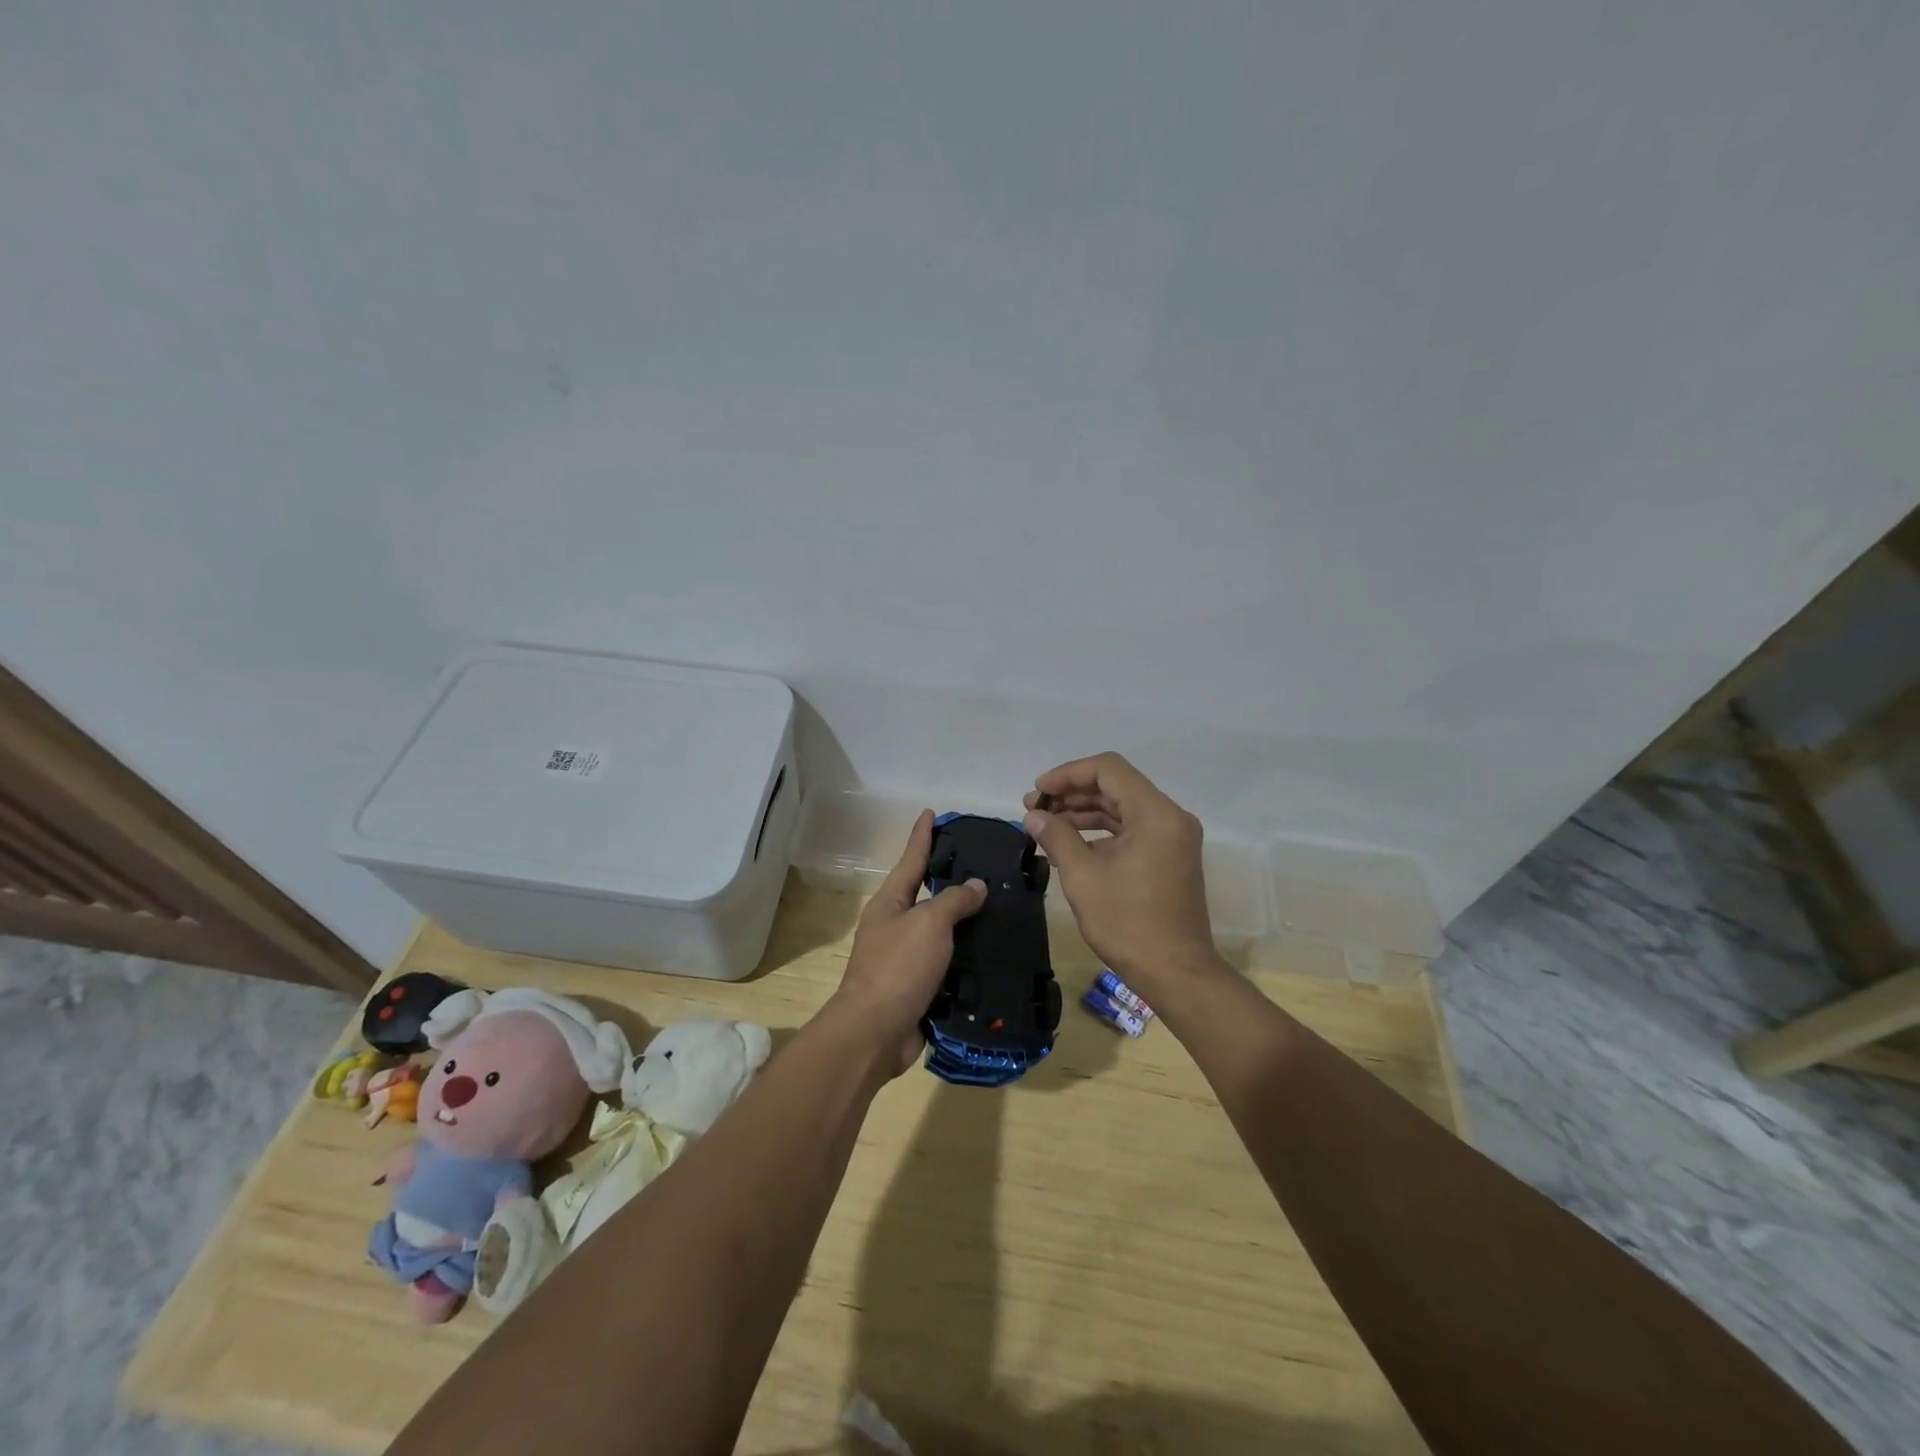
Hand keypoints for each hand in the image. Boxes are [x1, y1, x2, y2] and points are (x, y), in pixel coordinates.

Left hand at [830, 810, 987, 1077]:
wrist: (874, 1033)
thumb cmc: (898, 968)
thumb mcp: (928, 923)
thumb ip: (953, 901)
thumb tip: (974, 885)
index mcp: (890, 903)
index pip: (911, 859)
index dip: (922, 836)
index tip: (931, 813)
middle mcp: (895, 926)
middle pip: (926, 894)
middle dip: (951, 879)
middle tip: (984, 864)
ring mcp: (905, 959)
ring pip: (941, 933)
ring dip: (966, 923)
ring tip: (999, 909)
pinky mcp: (919, 988)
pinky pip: (948, 965)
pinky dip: (968, 959)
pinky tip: (993, 954)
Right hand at [1024, 752, 1219, 995]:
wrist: (1176, 973)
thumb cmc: (1128, 923)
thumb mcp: (1083, 877)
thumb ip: (1057, 837)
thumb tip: (1034, 815)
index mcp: (1156, 814)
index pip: (1108, 770)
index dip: (1068, 774)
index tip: (1038, 792)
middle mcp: (1170, 817)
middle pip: (1116, 786)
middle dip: (1073, 793)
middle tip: (1035, 809)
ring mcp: (1173, 837)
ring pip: (1123, 807)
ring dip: (1084, 812)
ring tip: (1046, 824)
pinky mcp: (1169, 856)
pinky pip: (1132, 828)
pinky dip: (1101, 830)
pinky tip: (1071, 842)